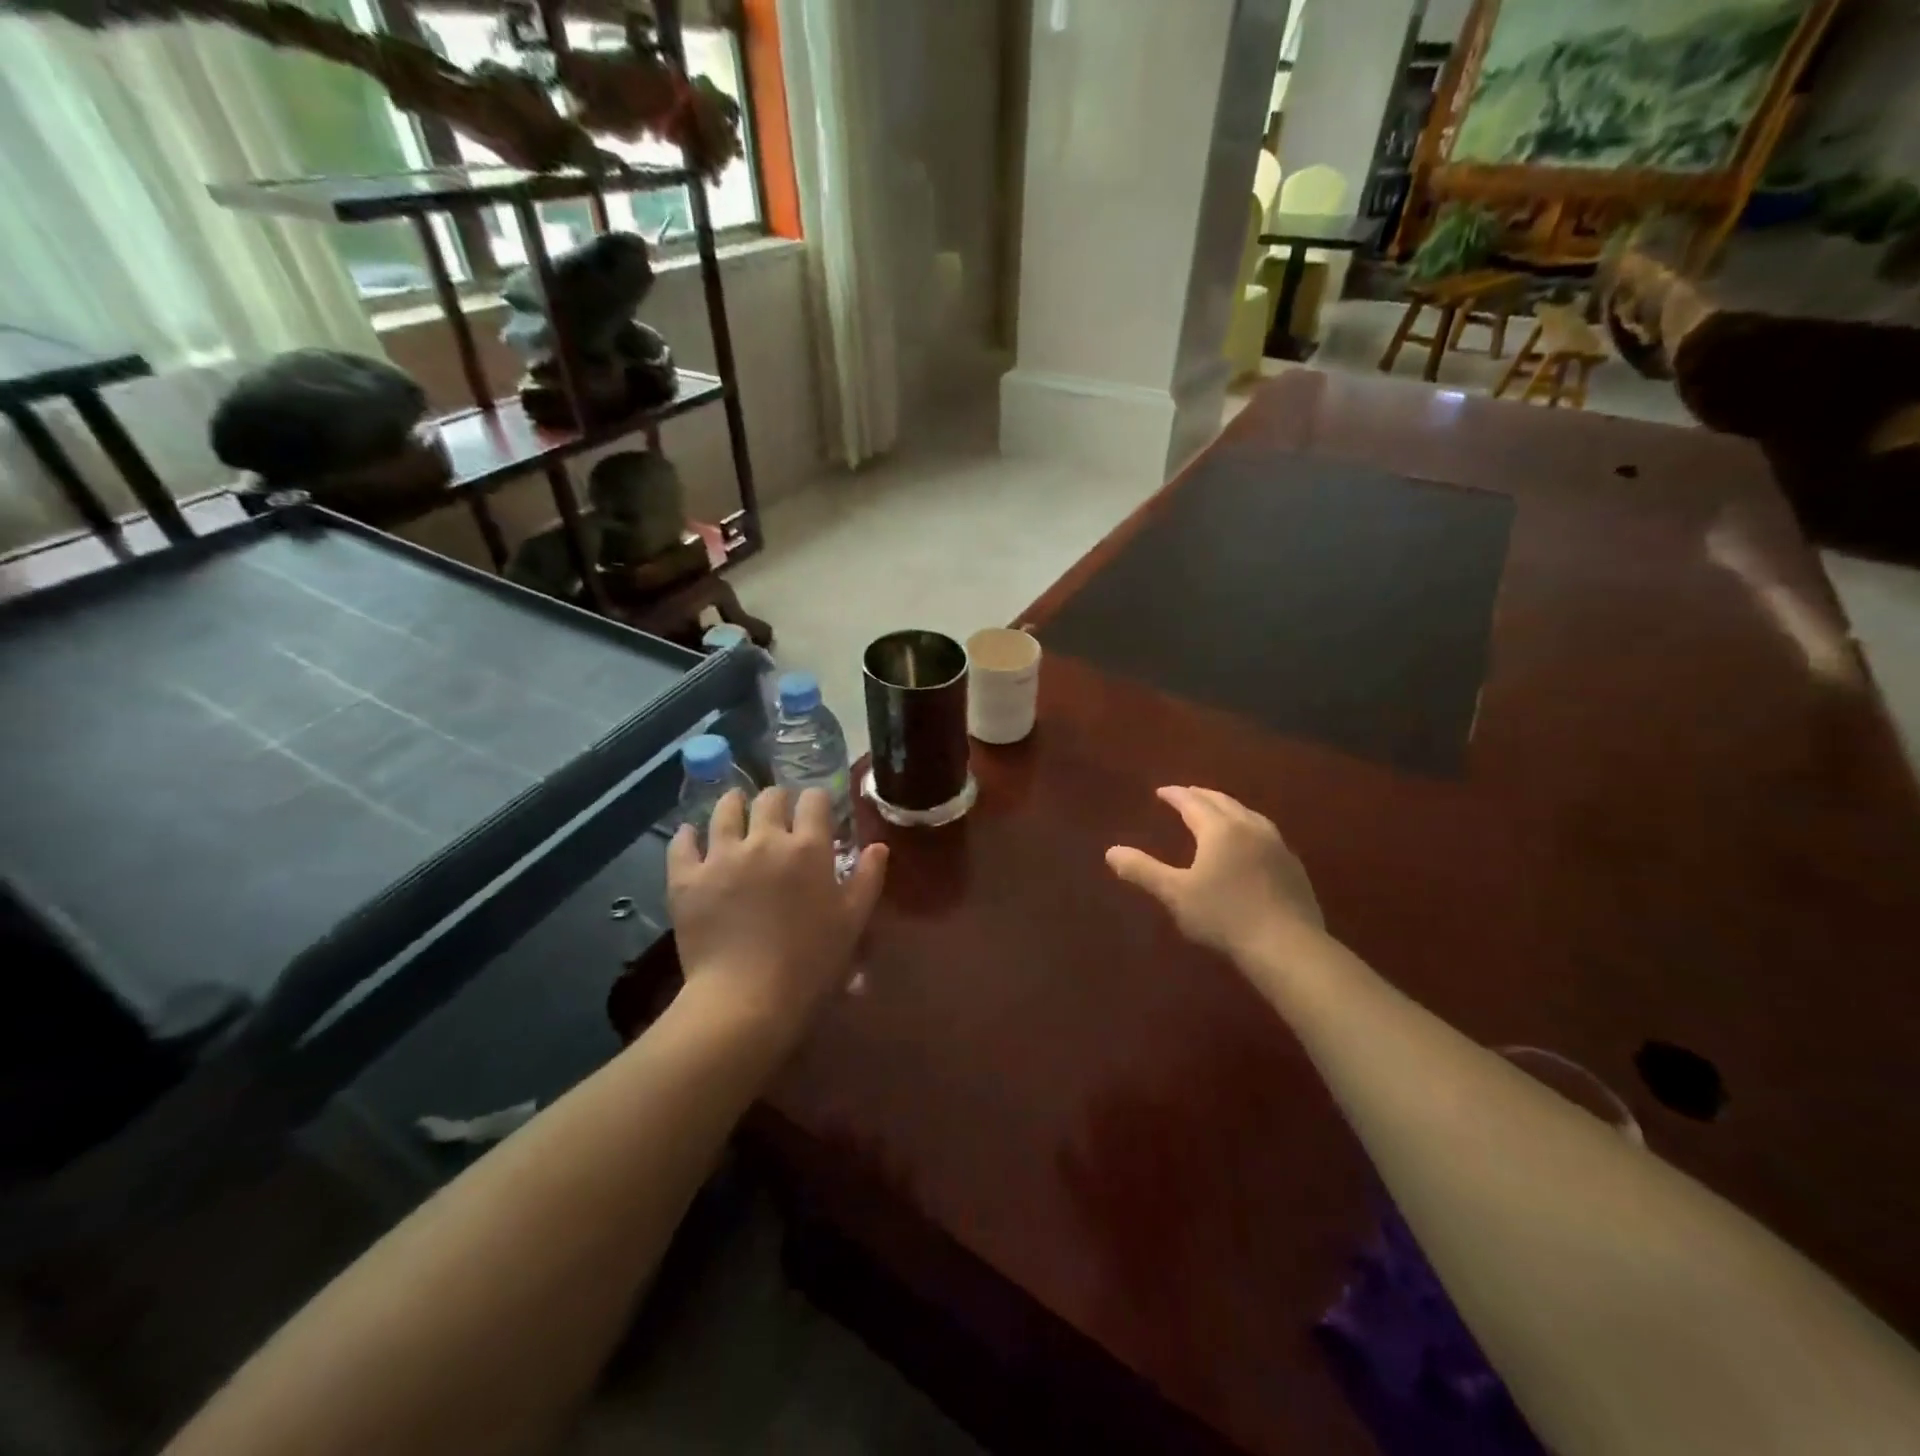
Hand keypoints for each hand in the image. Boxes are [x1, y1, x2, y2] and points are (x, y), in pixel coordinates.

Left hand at [668, 787, 887, 1037]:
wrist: (747, 999)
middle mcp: (764, 840)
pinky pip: (682, 844)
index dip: (816, 800)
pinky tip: (691, 836)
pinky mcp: (687, 879)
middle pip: (769, 798)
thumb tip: (878, 846)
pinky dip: (688, 836)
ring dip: (733, 804)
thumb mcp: (852, 921)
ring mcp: (721, 857)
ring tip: (735, 808)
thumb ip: (868, 878)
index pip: (814, 800)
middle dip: (777, 799)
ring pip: (724, 811)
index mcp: (808, 848)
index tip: (817, 810)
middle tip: (777, 813)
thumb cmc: (810, 962)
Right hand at [1105, 786, 1323, 964]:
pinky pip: (1265, 833)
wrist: (1287, 945)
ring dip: (1228, 808)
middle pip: (1223, 802)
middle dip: (1201, 796)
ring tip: (1218, 812)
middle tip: (1187, 794)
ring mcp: (1276, 845)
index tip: (1162, 791)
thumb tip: (1111, 852)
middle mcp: (1249, 828)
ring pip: (1248, 814)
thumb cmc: (1224, 916)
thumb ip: (1143, 870)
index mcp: (1219, 829)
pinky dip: (1248, 827)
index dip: (1175, 795)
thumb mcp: (1175, 894)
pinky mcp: (1293, 866)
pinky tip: (1249, 843)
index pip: (1193, 803)